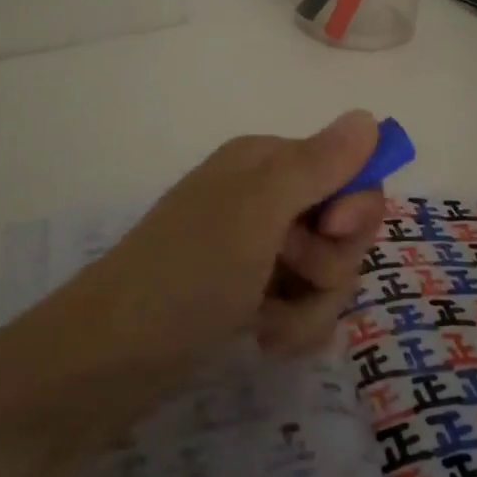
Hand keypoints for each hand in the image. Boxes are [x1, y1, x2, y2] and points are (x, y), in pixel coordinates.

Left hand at [66, 111, 385, 367]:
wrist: (107, 360)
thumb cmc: (187, 272)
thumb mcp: (258, 210)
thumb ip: (319, 164)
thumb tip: (369, 115)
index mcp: (267, 162)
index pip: (349, 170)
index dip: (355, 205)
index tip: (334, 231)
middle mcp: (267, 199)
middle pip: (344, 226)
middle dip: (332, 262)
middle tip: (294, 275)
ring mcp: (259, 250)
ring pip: (328, 273)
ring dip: (312, 305)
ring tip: (270, 324)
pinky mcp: (252, 296)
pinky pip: (304, 306)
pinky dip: (293, 326)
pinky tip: (264, 339)